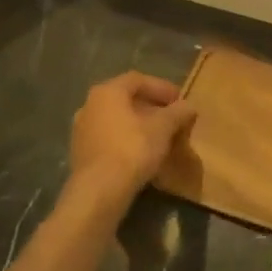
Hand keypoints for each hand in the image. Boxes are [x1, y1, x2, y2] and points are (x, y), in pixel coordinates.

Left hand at [68, 73, 195, 204]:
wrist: (99, 191)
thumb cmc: (133, 149)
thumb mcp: (164, 127)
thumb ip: (178, 112)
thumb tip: (189, 106)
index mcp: (107, 92)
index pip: (138, 80)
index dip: (162, 87)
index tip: (180, 100)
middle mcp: (89, 106)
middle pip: (126, 99)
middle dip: (152, 107)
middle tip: (172, 117)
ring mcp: (82, 130)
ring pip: (117, 119)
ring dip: (140, 124)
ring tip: (161, 136)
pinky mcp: (81, 153)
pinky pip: (110, 137)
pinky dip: (128, 139)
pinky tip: (144, 152)